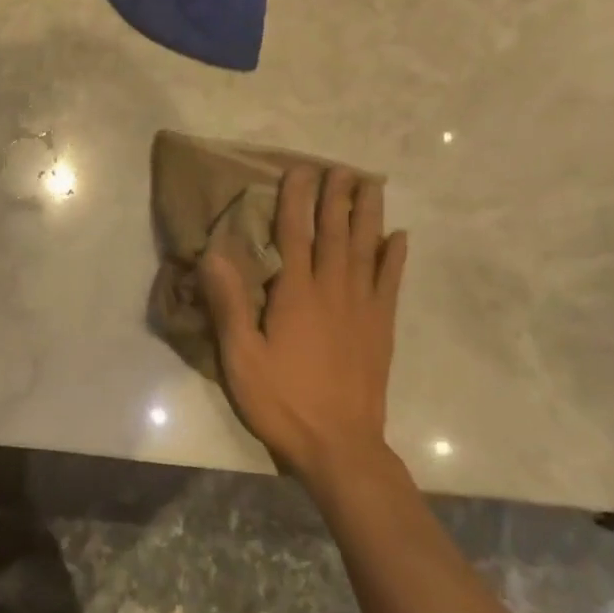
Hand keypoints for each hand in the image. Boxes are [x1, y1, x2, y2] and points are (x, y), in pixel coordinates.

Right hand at [201, 165, 407, 484]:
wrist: (340, 446)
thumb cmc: (282, 400)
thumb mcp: (240, 356)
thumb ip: (229, 303)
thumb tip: (214, 253)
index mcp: (296, 295)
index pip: (294, 235)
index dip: (296, 200)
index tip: (299, 170)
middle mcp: (333, 291)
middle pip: (336, 233)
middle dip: (336, 197)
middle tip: (340, 167)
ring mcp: (363, 309)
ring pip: (367, 249)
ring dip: (368, 215)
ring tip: (372, 185)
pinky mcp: (381, 328)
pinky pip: (390, 283)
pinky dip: (395, 257)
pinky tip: (399, 238)